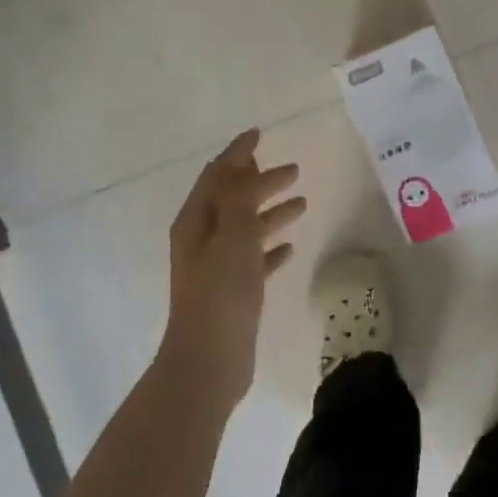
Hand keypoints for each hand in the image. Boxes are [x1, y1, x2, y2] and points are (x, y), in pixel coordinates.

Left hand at [159, 129, 306, 410]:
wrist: (209, 362)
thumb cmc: (221, 294)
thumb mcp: (233, 236)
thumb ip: (239, 198)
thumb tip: (244, 166)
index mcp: (196, 222)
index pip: (218, 175)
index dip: (238, 153)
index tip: (259, 134)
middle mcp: (202, 239)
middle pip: (233, 198)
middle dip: (261, 181)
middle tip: (293, 170)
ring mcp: (216, 267)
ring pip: (246, 228)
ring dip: (271, 212)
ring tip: (302, 203)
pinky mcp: (232, 292)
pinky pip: (254, 259)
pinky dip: (271, 248)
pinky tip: (290, 248)